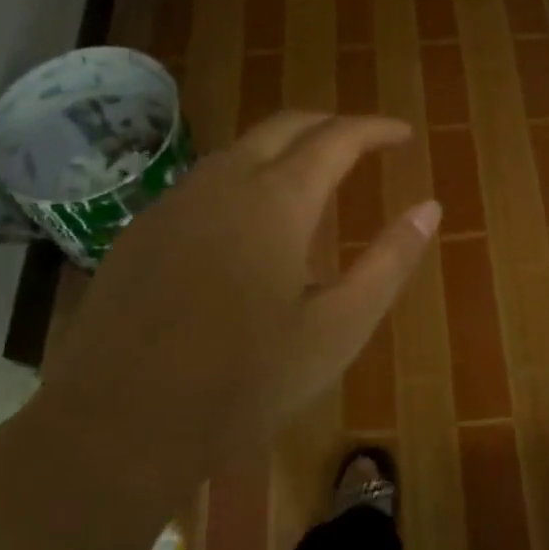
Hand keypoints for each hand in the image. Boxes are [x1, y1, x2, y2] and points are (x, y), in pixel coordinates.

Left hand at [42, 112, 439, 475]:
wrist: (118, 425)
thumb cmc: (244, 381)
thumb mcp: (338, 328)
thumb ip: (389, 261)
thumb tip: (430, 207)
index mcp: (277, 200)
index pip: (337, 138)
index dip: (375, 129)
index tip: (403, 134)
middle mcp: (223, 182)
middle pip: (284, 126)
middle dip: (329, 125)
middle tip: (362, 143)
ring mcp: (174, 202)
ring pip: (239, 150)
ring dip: (283, 150)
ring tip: (312, 179)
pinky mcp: (141, 230)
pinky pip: (203, 183)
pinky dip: (242, 179)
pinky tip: (246, 224)